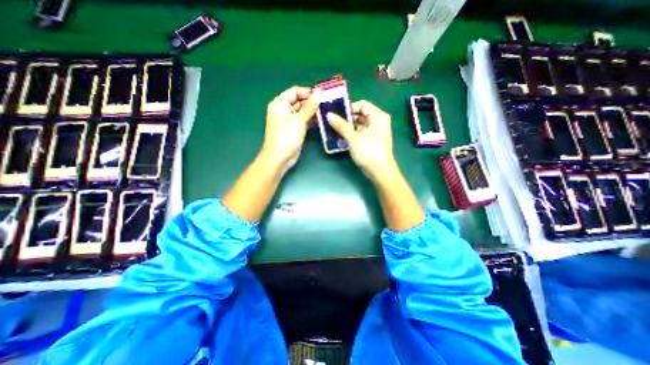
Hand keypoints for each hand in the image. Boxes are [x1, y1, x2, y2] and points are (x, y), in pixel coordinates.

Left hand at [261, 86, 319, 170]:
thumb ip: (310, 106)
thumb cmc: (286, 137)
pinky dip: (312, 120)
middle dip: (312, 102)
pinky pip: (304, 121)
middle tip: (327, 103)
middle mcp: (284, 110)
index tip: (322, 95)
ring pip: (303, 111)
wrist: (280, 158)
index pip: (294, 91)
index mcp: (280, 104)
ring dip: (313, 111)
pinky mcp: (295, 129)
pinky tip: (322, 120)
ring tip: (327, 111)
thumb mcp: (298, 120)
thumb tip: (319, 92)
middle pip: (299, 101)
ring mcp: (290, 120)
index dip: (307, 92)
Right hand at [326, 99, 395, 179]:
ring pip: (360, 124)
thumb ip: (341, 125)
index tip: (336, 113)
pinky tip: (341, 137)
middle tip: (333, 120)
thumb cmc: (369, 152)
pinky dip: (352, 133)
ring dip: (348, 126)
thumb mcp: (353, 138)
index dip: (349, 107)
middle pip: (361, 114)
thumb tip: (328, 115)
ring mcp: (376, 132)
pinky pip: (361, 132)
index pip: (362, 104)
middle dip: (347, 117)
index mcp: (378, 116)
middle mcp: (379, 121)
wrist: (380, 172)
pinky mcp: (372, 140)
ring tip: (334, 128)